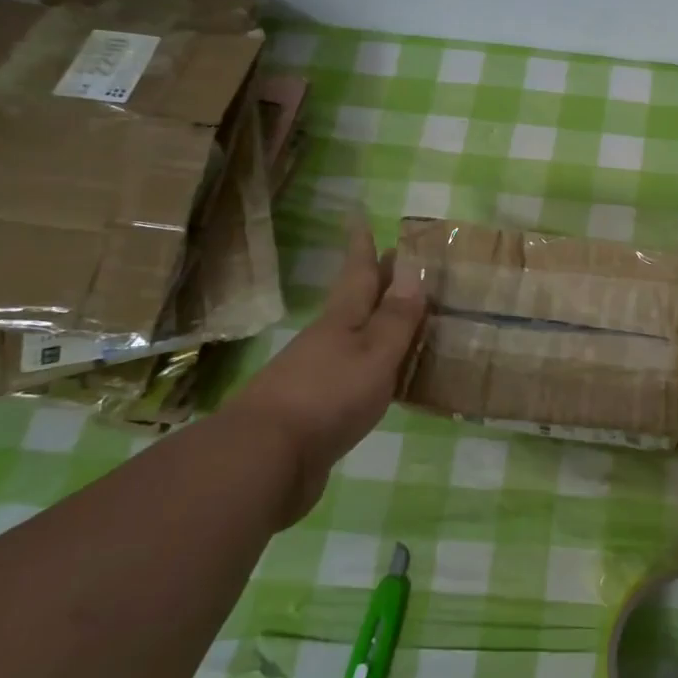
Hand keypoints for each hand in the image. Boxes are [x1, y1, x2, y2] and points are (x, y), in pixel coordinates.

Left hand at [235, 215, 425, 520]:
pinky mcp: (314, 411)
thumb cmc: (328, 397)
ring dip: (374, 324)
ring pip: (353, 339)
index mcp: (341, 321)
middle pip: (354, 304)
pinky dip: (371, 364)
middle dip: (374, 281)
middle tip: (395, 262)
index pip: (357, 274)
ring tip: (400, 319)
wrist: (264, 461)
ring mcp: (315, 376)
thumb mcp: (374, 354)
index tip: (360, 217)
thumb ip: (395, 319)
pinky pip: (351, 374)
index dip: (362, 247)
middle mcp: (326, 342)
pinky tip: (382, 377)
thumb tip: (413, 272)